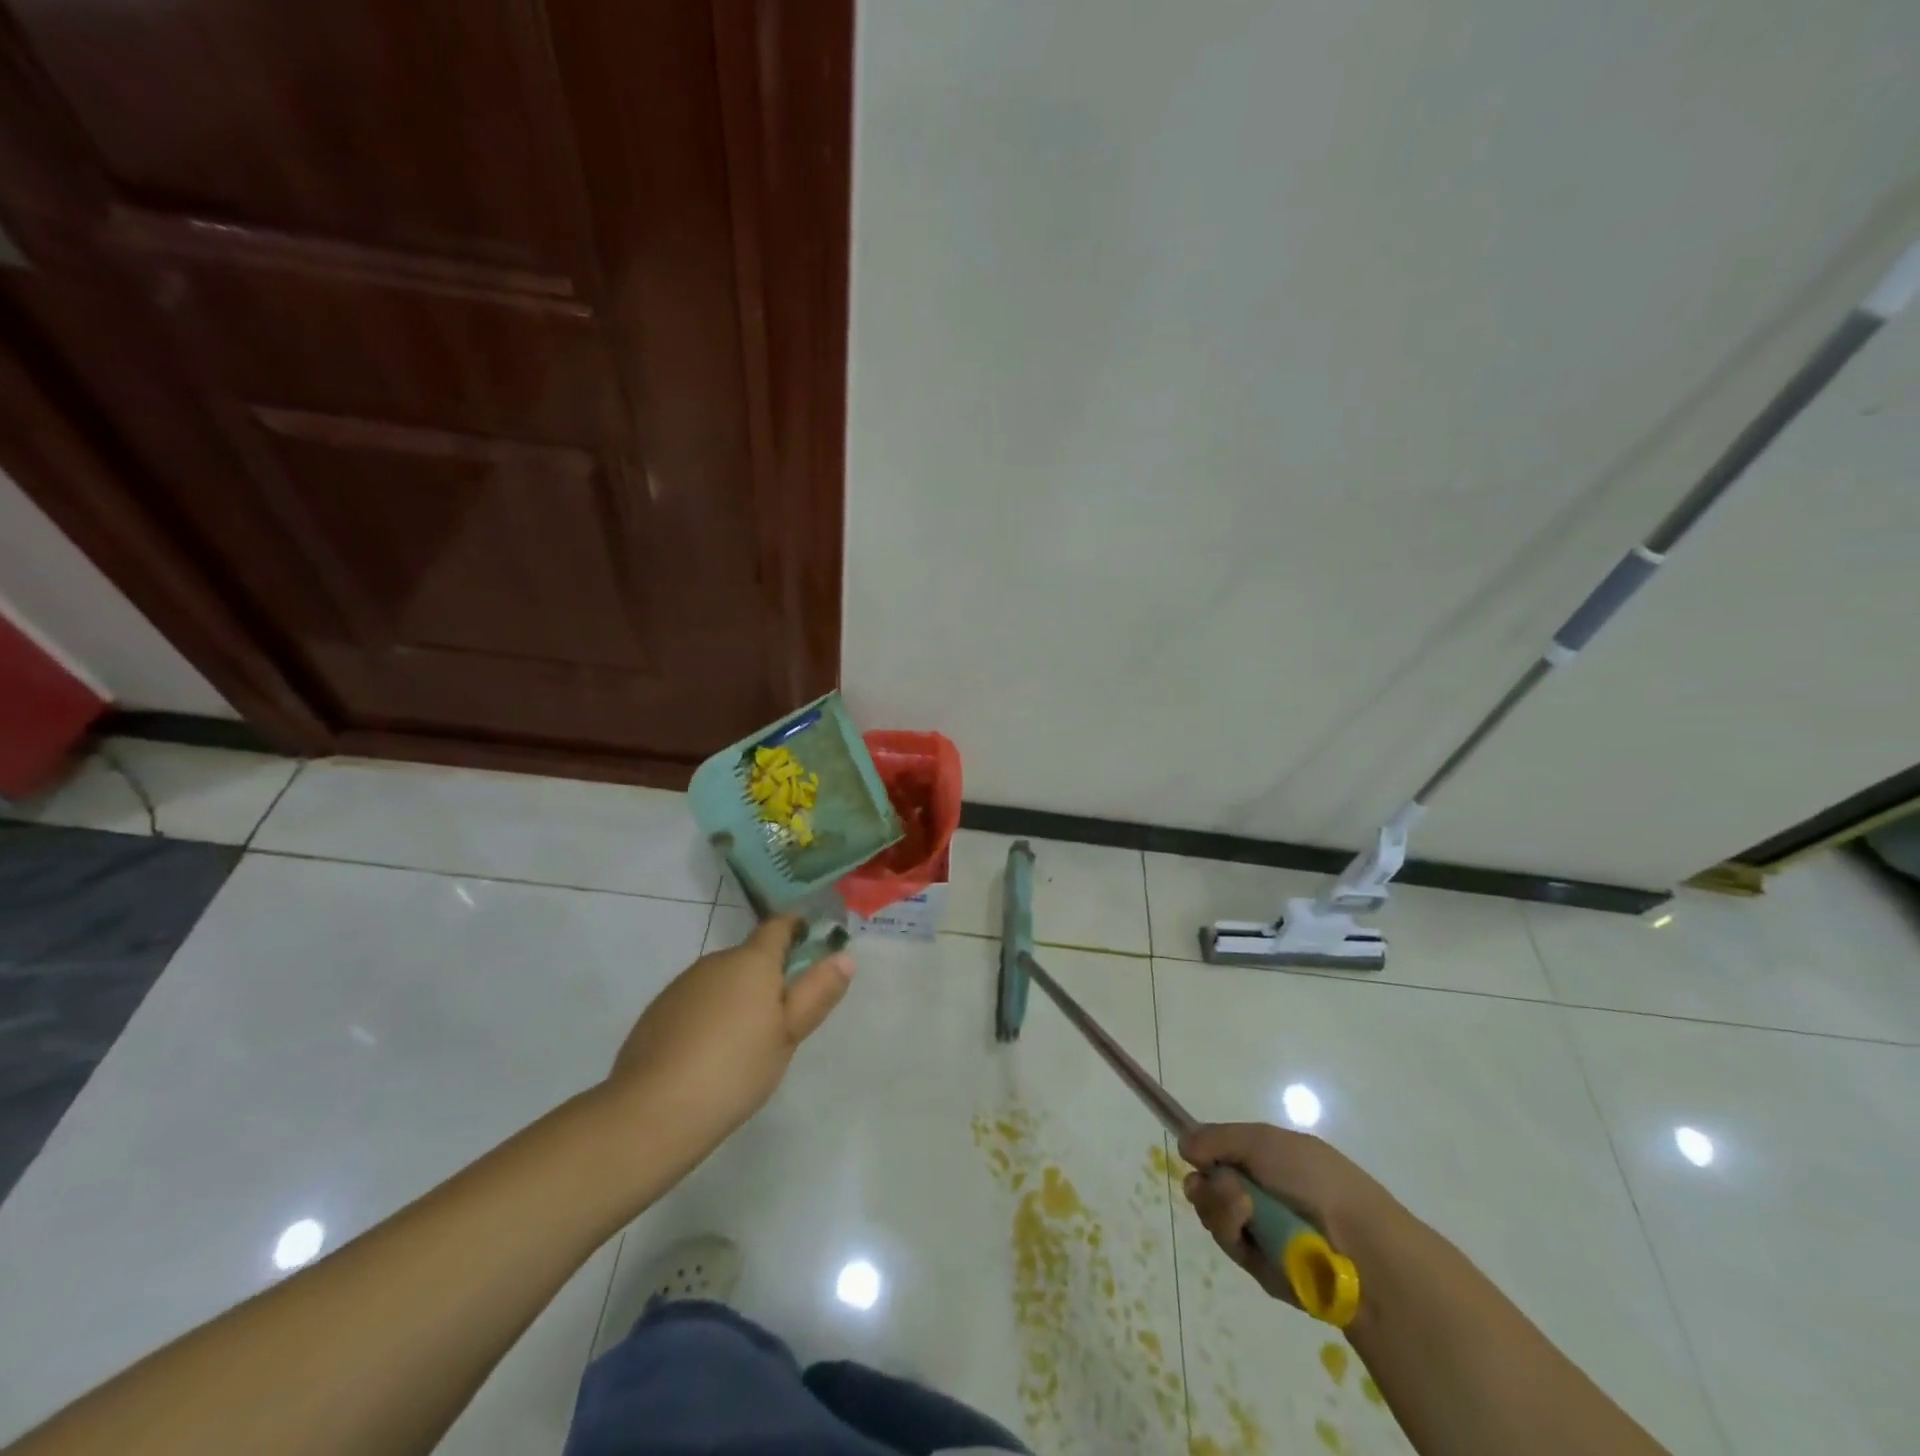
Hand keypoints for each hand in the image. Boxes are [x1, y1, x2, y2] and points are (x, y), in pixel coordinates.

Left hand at [602, 916, 852, 1171]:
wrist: (653, 1111)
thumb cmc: (736, 1067)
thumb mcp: (789, 1033)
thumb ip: (818, 992)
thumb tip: (844, 956)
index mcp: (751, 961)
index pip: (777, 926)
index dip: (795, 928)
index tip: (809, 940)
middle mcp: (715, 961)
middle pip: (748, 958)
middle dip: (766, 976)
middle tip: (781, 1017)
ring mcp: (681, 986)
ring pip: (720, 981)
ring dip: (736, 997)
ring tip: (744, 1042)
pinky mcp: (656, 1012)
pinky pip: (695, 1003)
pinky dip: (708, 1017)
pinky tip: (708, 1055)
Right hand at [1178, 1122, 1406, 1304]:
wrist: (1358, 1245)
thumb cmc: (1314, 1179)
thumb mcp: (1263, 1141)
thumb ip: (1218, 1138)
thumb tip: (1183, 1143)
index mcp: (1269, 1161)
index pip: (1221, 1155)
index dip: (1203, 1154)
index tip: (1192, 1153)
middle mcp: (1261, 1195)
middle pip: (1209, 1185)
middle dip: (1206, 1183)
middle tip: (1215, 1183)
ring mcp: (1260, 1232)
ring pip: (1213, 1213)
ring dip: (1219, 1204)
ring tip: (1242, 1205)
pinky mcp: (1260, 1268)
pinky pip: (1228, 1243)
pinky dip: (1232, 1230)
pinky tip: (1247, 1224)